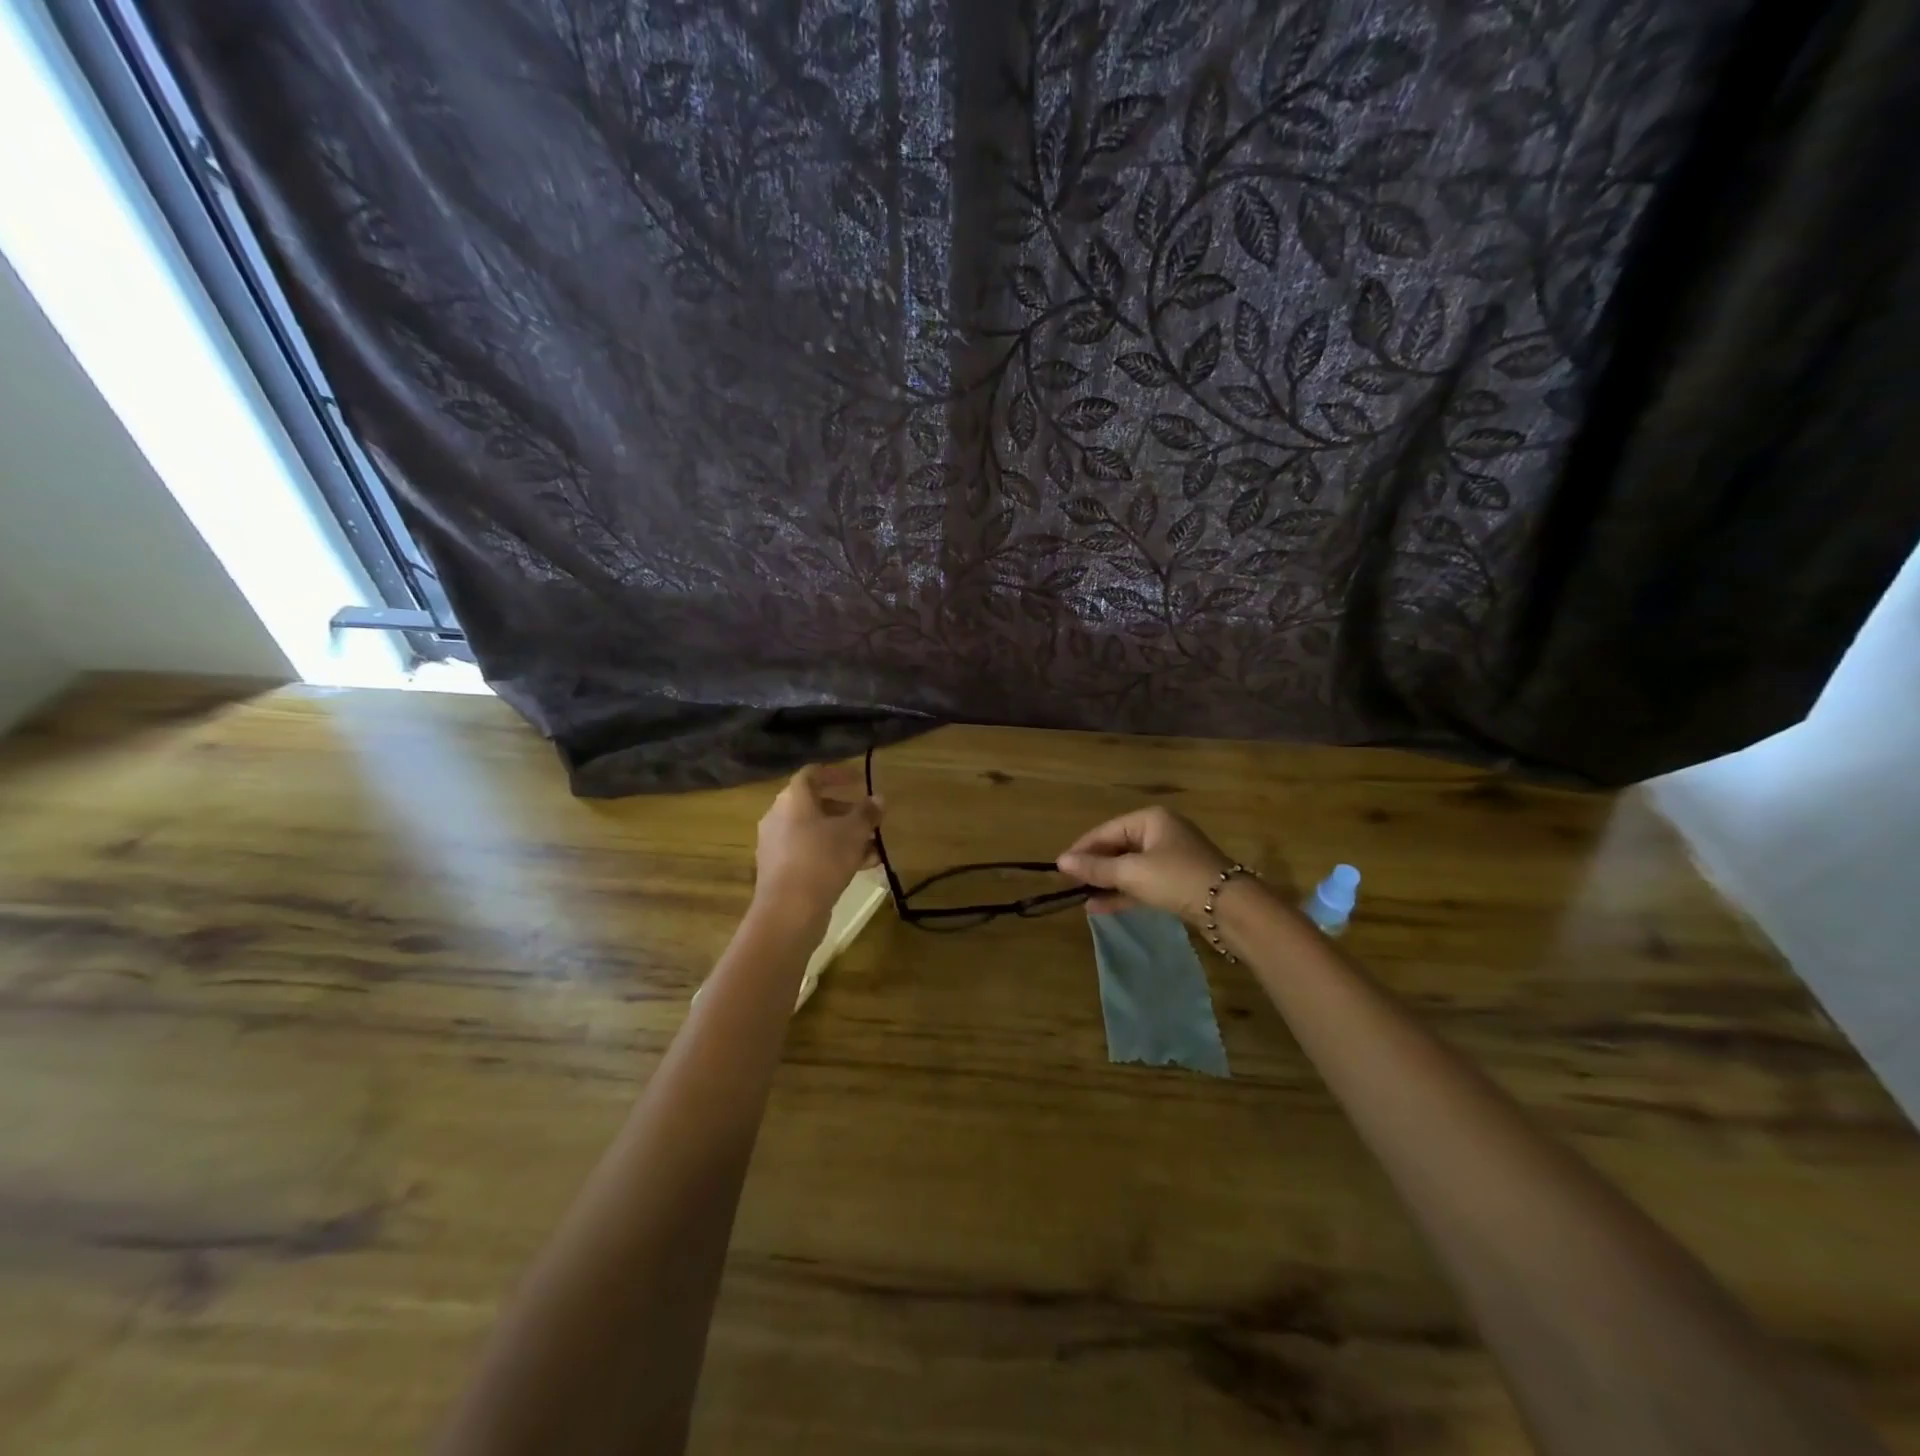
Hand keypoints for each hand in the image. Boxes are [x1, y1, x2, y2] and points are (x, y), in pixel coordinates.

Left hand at [753, 762, 882, 923]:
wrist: (789, 911)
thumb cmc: (822, 859)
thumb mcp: (853, 832)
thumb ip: (867, 813)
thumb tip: (878, 799)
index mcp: (792, 799)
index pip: (812, 774)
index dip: (837, 774)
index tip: (859, 780)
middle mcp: (779, 817)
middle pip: (814, 804)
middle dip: (845, 810)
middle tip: (869, 817)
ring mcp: (777, 845)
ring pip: (814, 832)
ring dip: (843, 835)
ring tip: (872, 847)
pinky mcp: (780, 871)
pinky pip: (810, 853)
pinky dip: (832, 854)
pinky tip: (860, 867)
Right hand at [1056, 806, 1235, 922]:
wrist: (1229, 908)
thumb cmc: (1176, 878)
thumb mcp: (1132, 872)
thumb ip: (1096, 868)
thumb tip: (1061, 863)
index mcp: (1150, 819)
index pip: (1106, 830)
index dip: (1082, 849)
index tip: (1060, 868)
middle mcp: (1161, 833)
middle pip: (1117, 847)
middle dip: (1094, 867)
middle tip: (1069, 885)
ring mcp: (1171, 858)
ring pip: (1129, 867)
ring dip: (1106, 882)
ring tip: (1080, 898)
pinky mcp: (1177, 882)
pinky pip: (1142, 883)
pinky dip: (1123, 892)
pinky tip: (1100, 906)